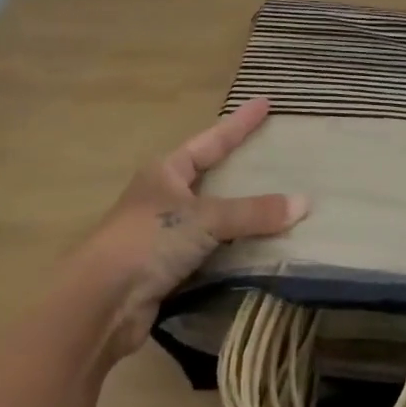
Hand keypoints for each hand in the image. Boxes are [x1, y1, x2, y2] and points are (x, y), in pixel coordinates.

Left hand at [75, 98, 307, 358]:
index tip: (265, 102)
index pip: (212, 140)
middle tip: (272, 153)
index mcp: (166, 171)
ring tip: (276, 203)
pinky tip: (257, 250)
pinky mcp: (165, 270)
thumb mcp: (205, 219)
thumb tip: (304, 204)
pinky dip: (232, 250)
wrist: (100, 304)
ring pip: (211, 217)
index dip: (240, 123)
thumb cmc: (149, 241)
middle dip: (239, 167)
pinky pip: (210, 252)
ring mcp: (162, 235)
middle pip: (209, 176)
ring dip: (239, 215)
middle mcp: (162, 197)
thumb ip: (253, 212)